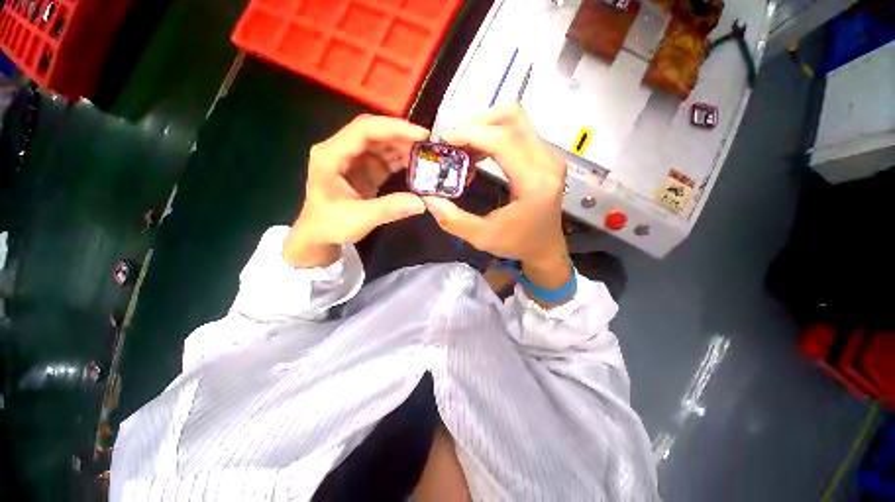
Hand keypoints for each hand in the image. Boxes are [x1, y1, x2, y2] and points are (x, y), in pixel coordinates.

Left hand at [285, 115, 428, 267]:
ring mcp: (353, 158)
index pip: (363, 130)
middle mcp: (341, 150)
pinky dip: (401, 159)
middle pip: (374, 131)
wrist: (319, 234)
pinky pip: (385, 157)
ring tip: (426, 155)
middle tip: (428, 145)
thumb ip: (389, 209)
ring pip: (381, 143)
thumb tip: (422, 203)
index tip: (421, 135)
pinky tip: (416, 165)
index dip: (393, 128)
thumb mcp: (359, 220)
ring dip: (403, 147)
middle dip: (402, 135)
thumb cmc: (331, 225)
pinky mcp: (364, 168)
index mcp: (330, 155)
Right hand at [423, 104, 571, 290]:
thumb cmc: (518, 244)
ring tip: (462, 150)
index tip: (445, 140)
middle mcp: (548, 162)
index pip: (504, 140)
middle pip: (512, 117)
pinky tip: (478, 154)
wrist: (546, 248)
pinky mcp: (545, 156)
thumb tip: (429, 198)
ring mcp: (549, 156)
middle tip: (453, 143)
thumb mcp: (482, 238)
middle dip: (477, 123)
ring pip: (515, 120)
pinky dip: (493, 136)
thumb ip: (453, 220)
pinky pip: (518, 131)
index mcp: (535, 183)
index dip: (471, 133)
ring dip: (484, 128)